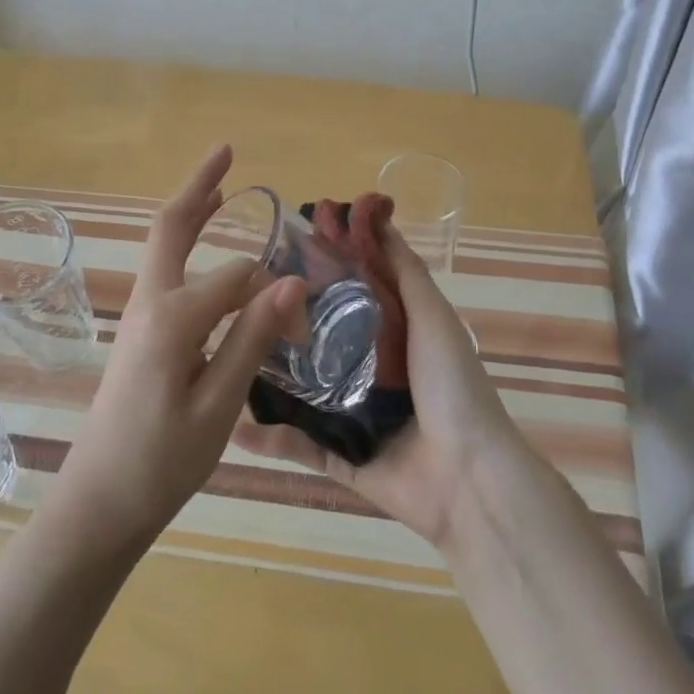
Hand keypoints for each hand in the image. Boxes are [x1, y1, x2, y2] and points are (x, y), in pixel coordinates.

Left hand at [53, 145, 302, 549]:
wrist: (98, 504)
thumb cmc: (162, 462)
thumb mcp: (220, 406)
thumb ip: (253, 338)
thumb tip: (292, 281)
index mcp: (173, 318)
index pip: (240, 278)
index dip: (279, 297)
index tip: (306, 331)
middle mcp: (151, 304)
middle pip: (172, 228)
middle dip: (199, 188)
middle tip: (225, 152)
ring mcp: (139, 317)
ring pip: (165, 248)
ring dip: (192, 215)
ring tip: (221, 190)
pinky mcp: (138, 335)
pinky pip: (166, 274)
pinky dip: (187, 248)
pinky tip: (204, 255)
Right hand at [235, 225, 526, 549]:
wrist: (468, 479)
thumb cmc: (452, 388)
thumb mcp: (432, 318)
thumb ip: (404, 272)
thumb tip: (377, 214)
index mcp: (393, 336)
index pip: (348, 293)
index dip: (320, 268)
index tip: (282, 242)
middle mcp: (369, 371)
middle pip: (319, 338)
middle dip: (284, 319)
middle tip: (240, 296)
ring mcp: (352, 416)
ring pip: (300, 389)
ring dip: (267, 375)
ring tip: (225, 352)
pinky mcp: (340, 457)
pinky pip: (299, 446)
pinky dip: (269, 438)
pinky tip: (234, 423)